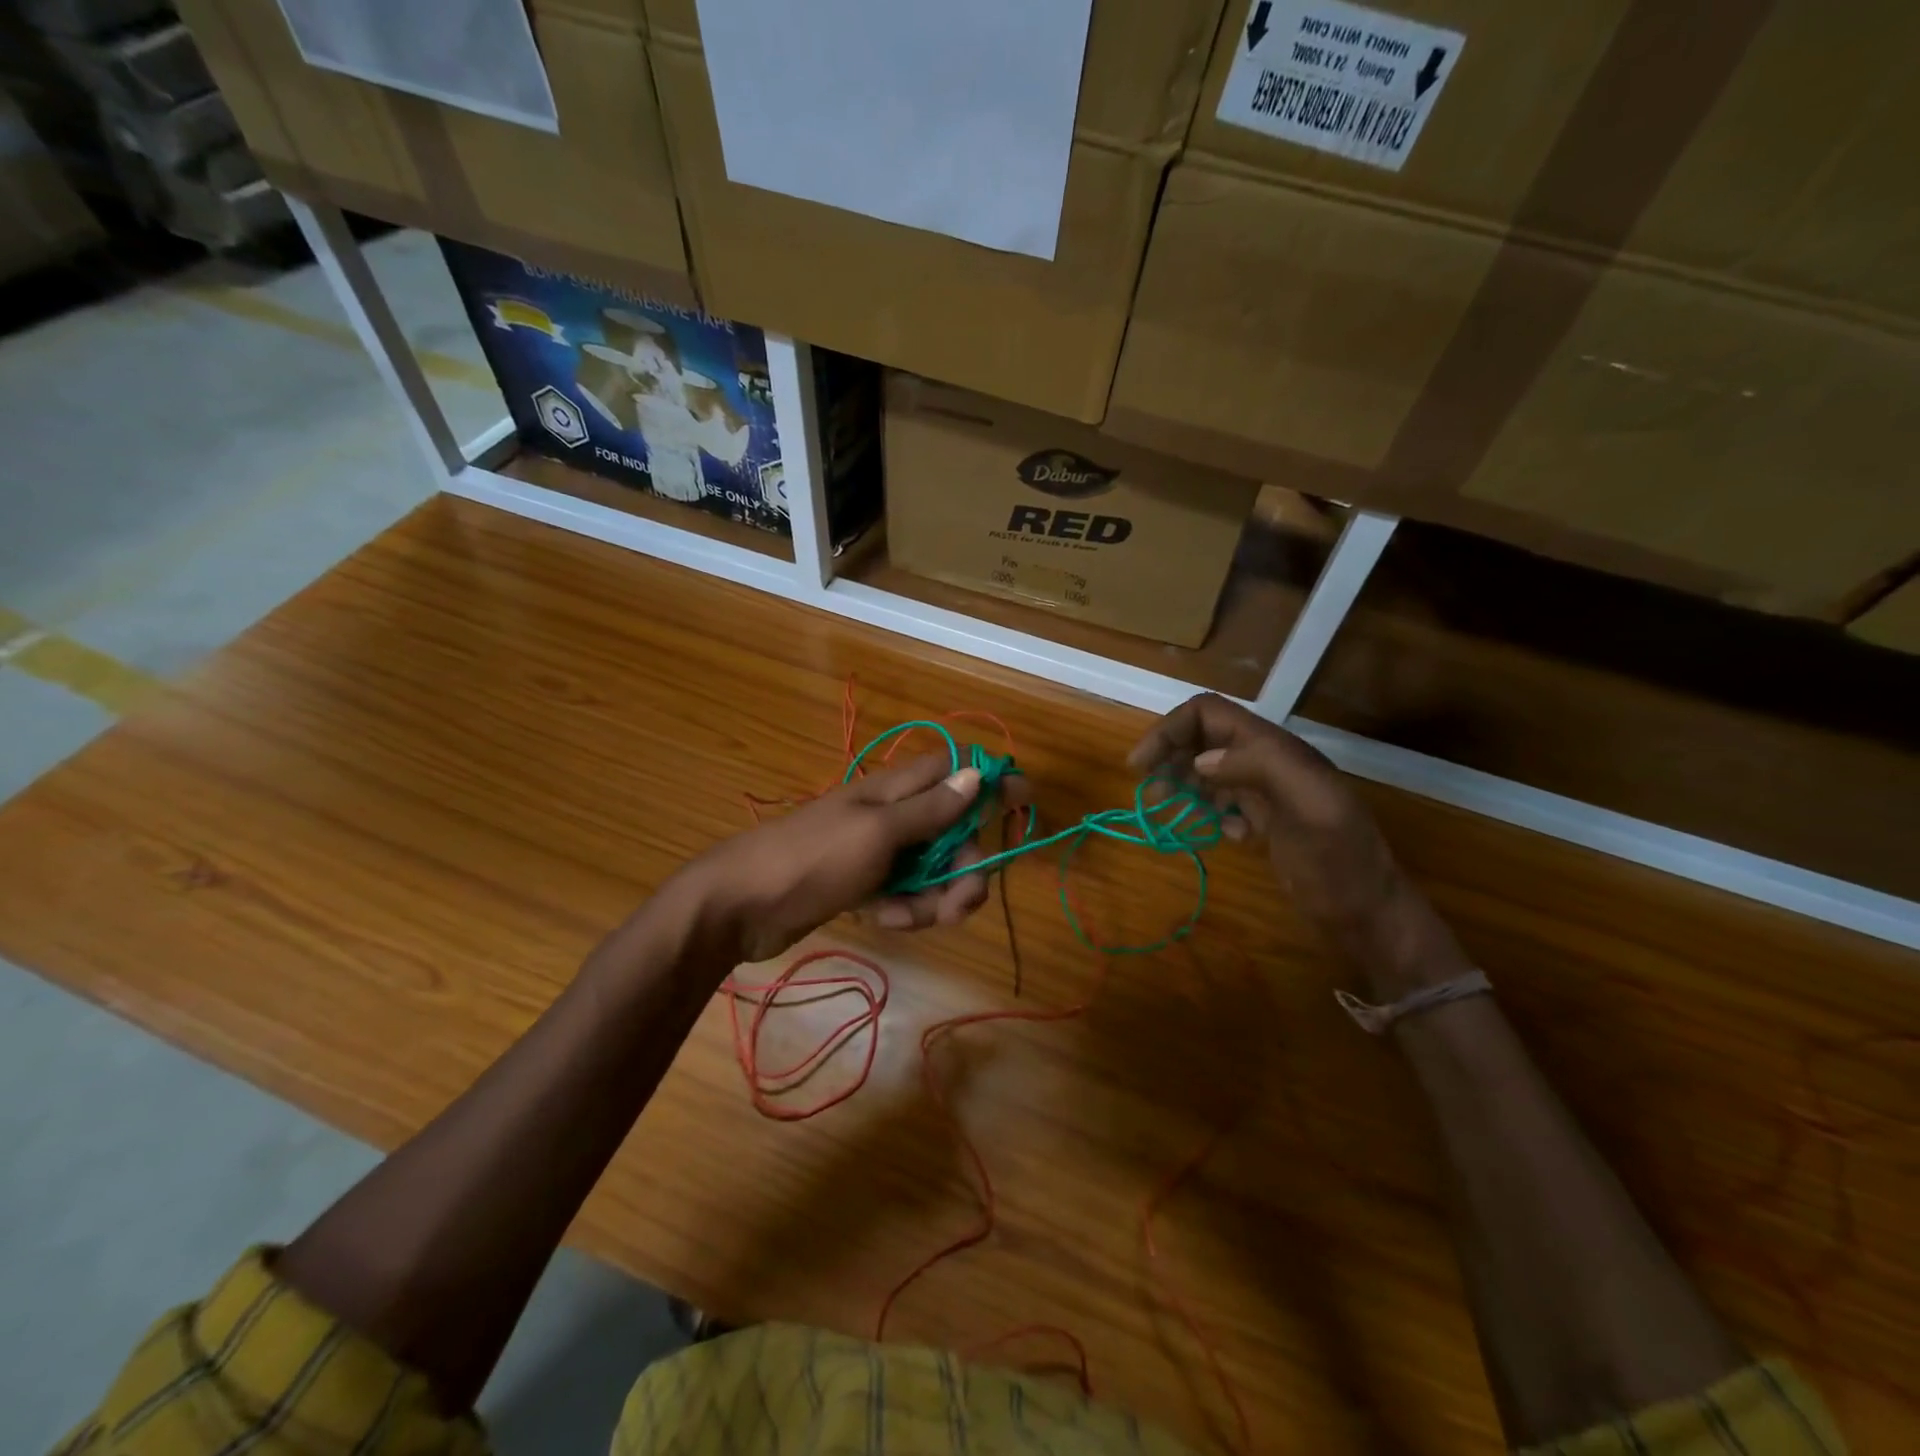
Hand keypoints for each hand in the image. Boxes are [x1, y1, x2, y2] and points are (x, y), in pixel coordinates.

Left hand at [680, 755, 1020, 962]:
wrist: (739, 906)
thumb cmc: (812, 858)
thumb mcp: (877, 832)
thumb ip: (930, 809)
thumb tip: (977, 773)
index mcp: (895, 790)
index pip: (954, 770)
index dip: (990, 781)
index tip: (1025, 801)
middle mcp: (891, 816)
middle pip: (953, 832)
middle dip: (966, 866)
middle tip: (965, 899)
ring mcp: (877, 853)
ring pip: (933, 870)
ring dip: (936, 897)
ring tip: (914, 918)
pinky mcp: (864, 886)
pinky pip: (905, 895)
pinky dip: (904, 910)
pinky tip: (884, 920)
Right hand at [1130, 695, 1464, 993]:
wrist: (1368, 913)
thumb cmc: (1340, 862)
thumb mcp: (1311, 808)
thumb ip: (1261, 768)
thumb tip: (1201, 759)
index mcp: (1275, 749)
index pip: (1208, 714)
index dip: (1169, 730)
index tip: (1139, 765)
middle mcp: (1267, 762)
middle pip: (1203, 738)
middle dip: (1169, 756)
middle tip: (1148, 791)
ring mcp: (1267, 792)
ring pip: (1209, 769)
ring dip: (1181, 783)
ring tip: (1164, 809)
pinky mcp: (1266, 820)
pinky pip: (1224, 801)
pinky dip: (1208, 811)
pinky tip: (1220, 834)